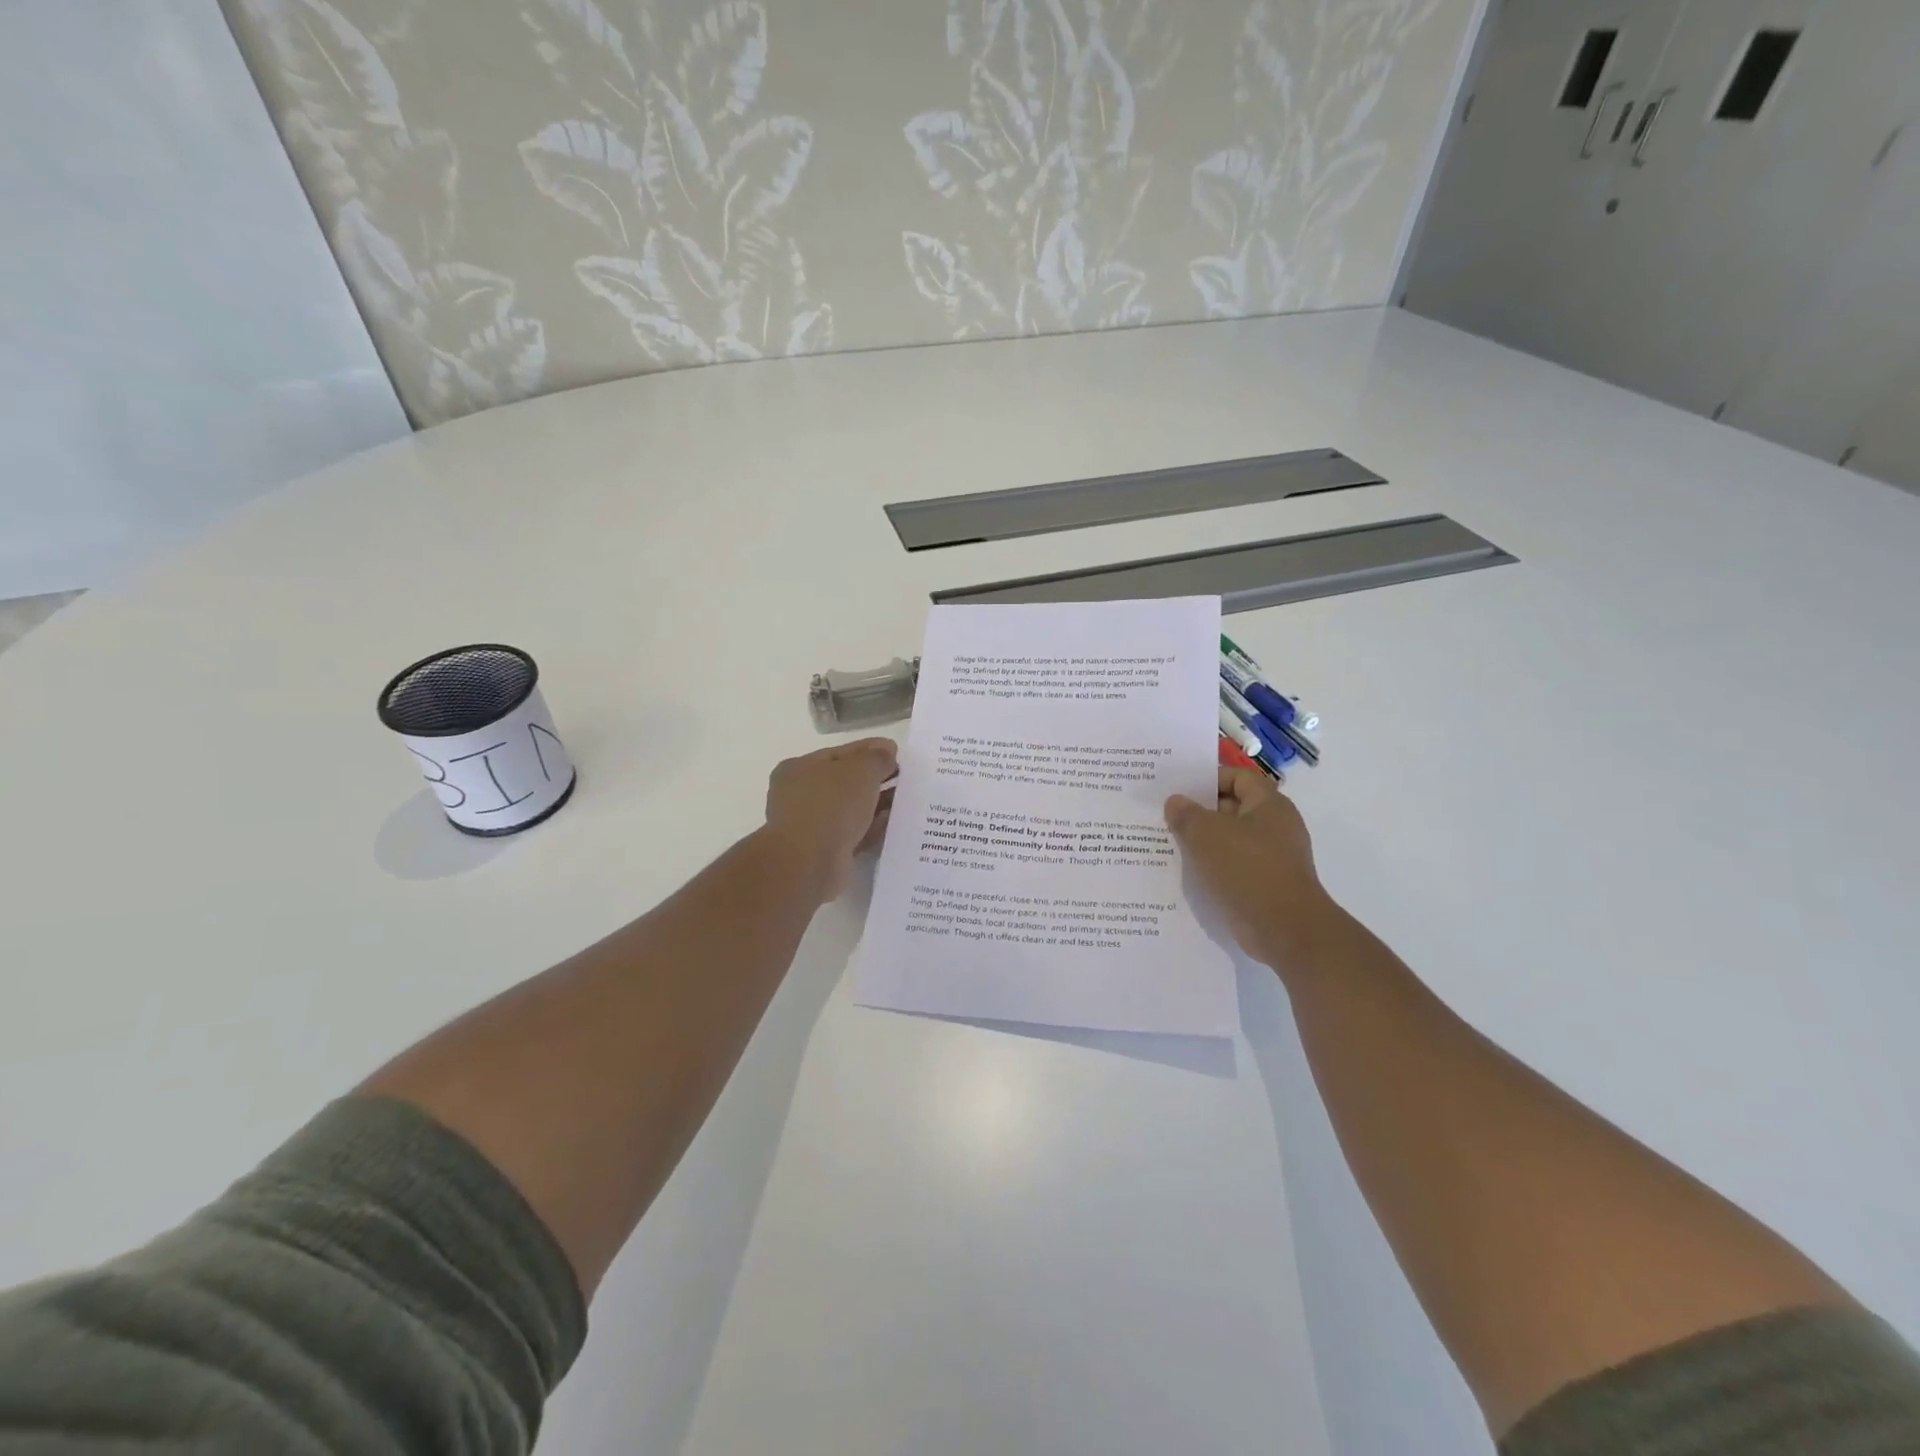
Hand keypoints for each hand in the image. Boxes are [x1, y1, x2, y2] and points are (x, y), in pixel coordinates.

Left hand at [763, 738, 897, 902]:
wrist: (809, 863)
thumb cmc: (830, 805)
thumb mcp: (859, 770)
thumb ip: (876, 757)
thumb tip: (886, 752)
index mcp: (799, 769)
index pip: (840, 753)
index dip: (869, 750)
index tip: (897, 752)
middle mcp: (801, 796)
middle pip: (845, 782)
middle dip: (876, 779)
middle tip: (905, 777)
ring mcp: (812, 826)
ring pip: (852, 810)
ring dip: (877, 804)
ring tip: (907, 800)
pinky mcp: (826, 852)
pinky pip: (856, 834)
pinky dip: (874, 828)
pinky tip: (896, 823)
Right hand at [1165, 767, 1338, 970]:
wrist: (1285, 928)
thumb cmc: (1248, 868)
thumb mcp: (1206, 834)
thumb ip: (1186, 814)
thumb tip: (1175, 802)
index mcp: (1269, 805)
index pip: (1237, 777)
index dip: (1208, 778)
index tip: (1177, 787)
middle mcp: (1275, 827)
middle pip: (1233, 807)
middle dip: (1199, 810)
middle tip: (1165, 814)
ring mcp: (1272, 858)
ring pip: (1230, 840)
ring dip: (1202, 841)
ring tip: (1168, 842)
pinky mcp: (1264, 884)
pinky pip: (1233, 866)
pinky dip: (1212, 866)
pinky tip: (1186, 872)